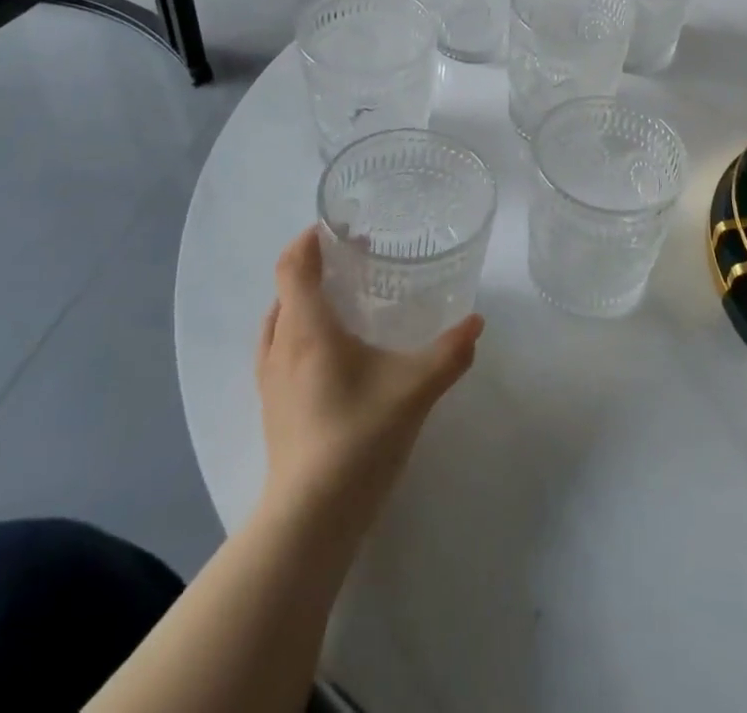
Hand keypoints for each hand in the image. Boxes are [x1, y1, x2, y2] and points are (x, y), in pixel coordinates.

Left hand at [255, 228, 481, 538]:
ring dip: (304, 299)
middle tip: (357, 260)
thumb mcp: (415, 388)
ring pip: (280, 319)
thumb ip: (450, 352)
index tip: (339, 227)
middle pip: (286, 287)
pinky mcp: (271, 406)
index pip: (293, 264)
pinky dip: (298, 331)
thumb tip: (476, 323)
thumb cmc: (359, 437)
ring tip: (343, 300)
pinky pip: (278, 348)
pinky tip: (331, 352)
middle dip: (316, 265)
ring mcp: (269, 379)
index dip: (309, 238)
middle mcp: (281, 345)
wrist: (309, 519)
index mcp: (308, 328)